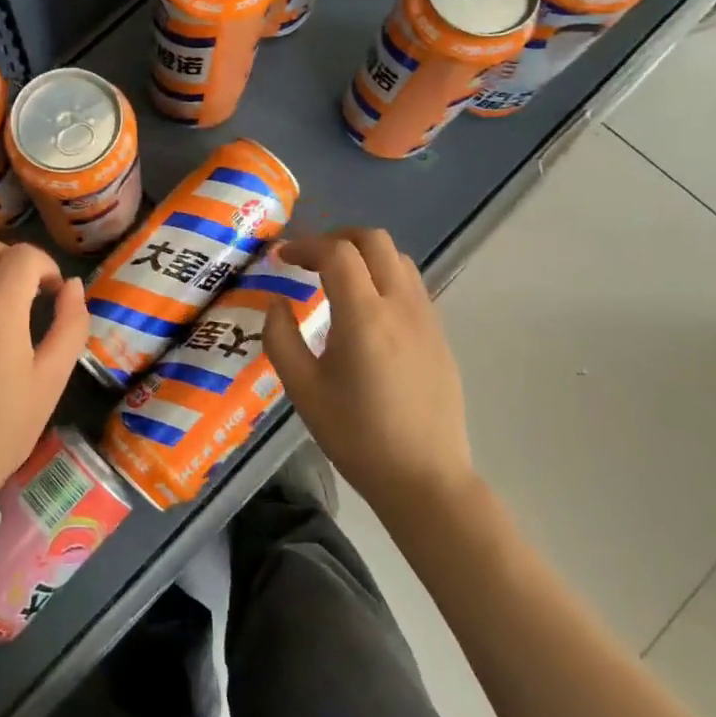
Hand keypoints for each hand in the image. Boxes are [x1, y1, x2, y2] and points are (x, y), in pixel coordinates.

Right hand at [262, 228, 474, 515]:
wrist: (424, 478)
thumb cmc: (356, 436)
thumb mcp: (303, 390)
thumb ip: (281, 338)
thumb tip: (276, 303)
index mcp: (364, 316)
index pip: (337, 253)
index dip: (305, 246)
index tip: (282, 258)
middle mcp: (400, 306)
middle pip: (374, 240)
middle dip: (337, 238)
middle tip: (309, 259)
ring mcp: (426, 318)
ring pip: (398, 258)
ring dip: (364, 254)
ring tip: (336, 278)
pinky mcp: (439, 334)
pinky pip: (411, 284)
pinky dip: (384, 275)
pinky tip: (366, 308)